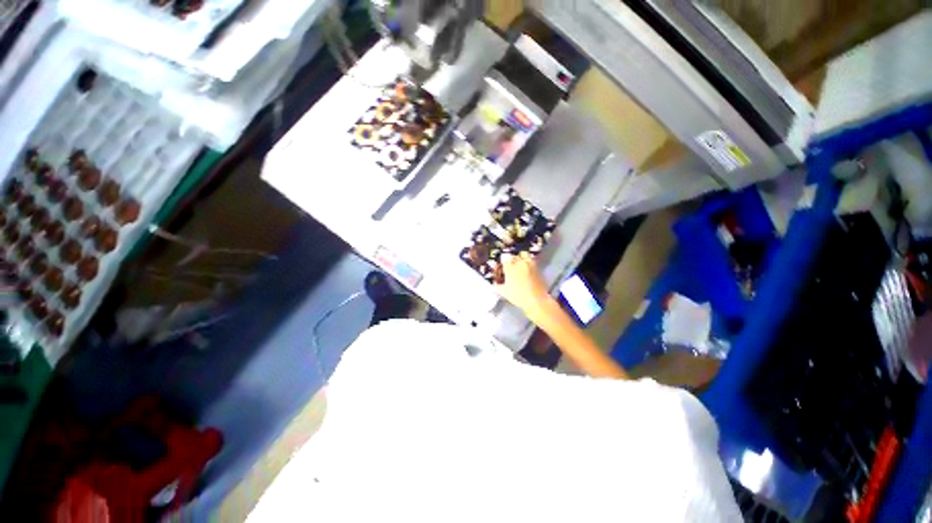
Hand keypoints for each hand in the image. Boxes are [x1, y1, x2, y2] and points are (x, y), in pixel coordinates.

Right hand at [495, 253, 553, 315]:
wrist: (537, 301)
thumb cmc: (518, 297)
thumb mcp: (504, 292)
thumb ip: (497, 286)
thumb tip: (494, 284)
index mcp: (510, 267)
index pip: (504, 259)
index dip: (502, 264)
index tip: (502, 269)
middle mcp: (520, 263)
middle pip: (513, 256)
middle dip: (511, 261)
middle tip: (510, 268)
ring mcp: (530, 264)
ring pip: (524, 255)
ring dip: (520, 258)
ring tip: (519, 265)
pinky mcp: (538, 268)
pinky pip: (531, 261)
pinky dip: (528, 263)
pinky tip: (526, 270)